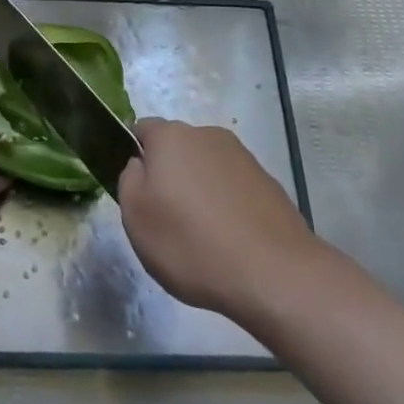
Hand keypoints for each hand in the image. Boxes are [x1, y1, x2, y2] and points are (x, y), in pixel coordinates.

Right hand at [118, 117, 318, 323]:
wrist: (274, 273)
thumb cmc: (191, 243)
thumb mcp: (136, 217)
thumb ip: (129, 180)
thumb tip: (141, 164)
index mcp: (171, 137)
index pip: (142, 130)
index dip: (135, 156)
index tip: (138, 192)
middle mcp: (207, 135)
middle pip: (177, 149)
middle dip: (170, 175)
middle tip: (167, 219)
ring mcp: (242, 156)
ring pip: (206, 167)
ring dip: (200, 190)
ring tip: (203, 236)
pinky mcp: (267, 181)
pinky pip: (233, 187)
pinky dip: (227, 205)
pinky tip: (230, 240)